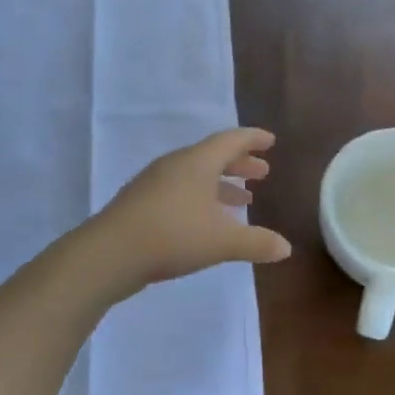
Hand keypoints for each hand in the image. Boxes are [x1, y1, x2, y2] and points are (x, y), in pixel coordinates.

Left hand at [86, 128, 291, 294]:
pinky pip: (179, 191)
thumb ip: (256, 243)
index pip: (231, 140)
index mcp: (197, 162)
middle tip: (262, 173)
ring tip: (242, 201)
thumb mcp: (223, 241)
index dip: (253, 139)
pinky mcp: (140, 204)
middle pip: (212, 156)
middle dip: (240, 164)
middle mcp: (175, 166)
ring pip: (195, 176)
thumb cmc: (172, 235)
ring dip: (221, 184)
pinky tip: (206, 221)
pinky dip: (200, 198)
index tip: (270, 141)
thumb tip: (286, 248)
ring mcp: (154, 184)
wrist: (108, 254)